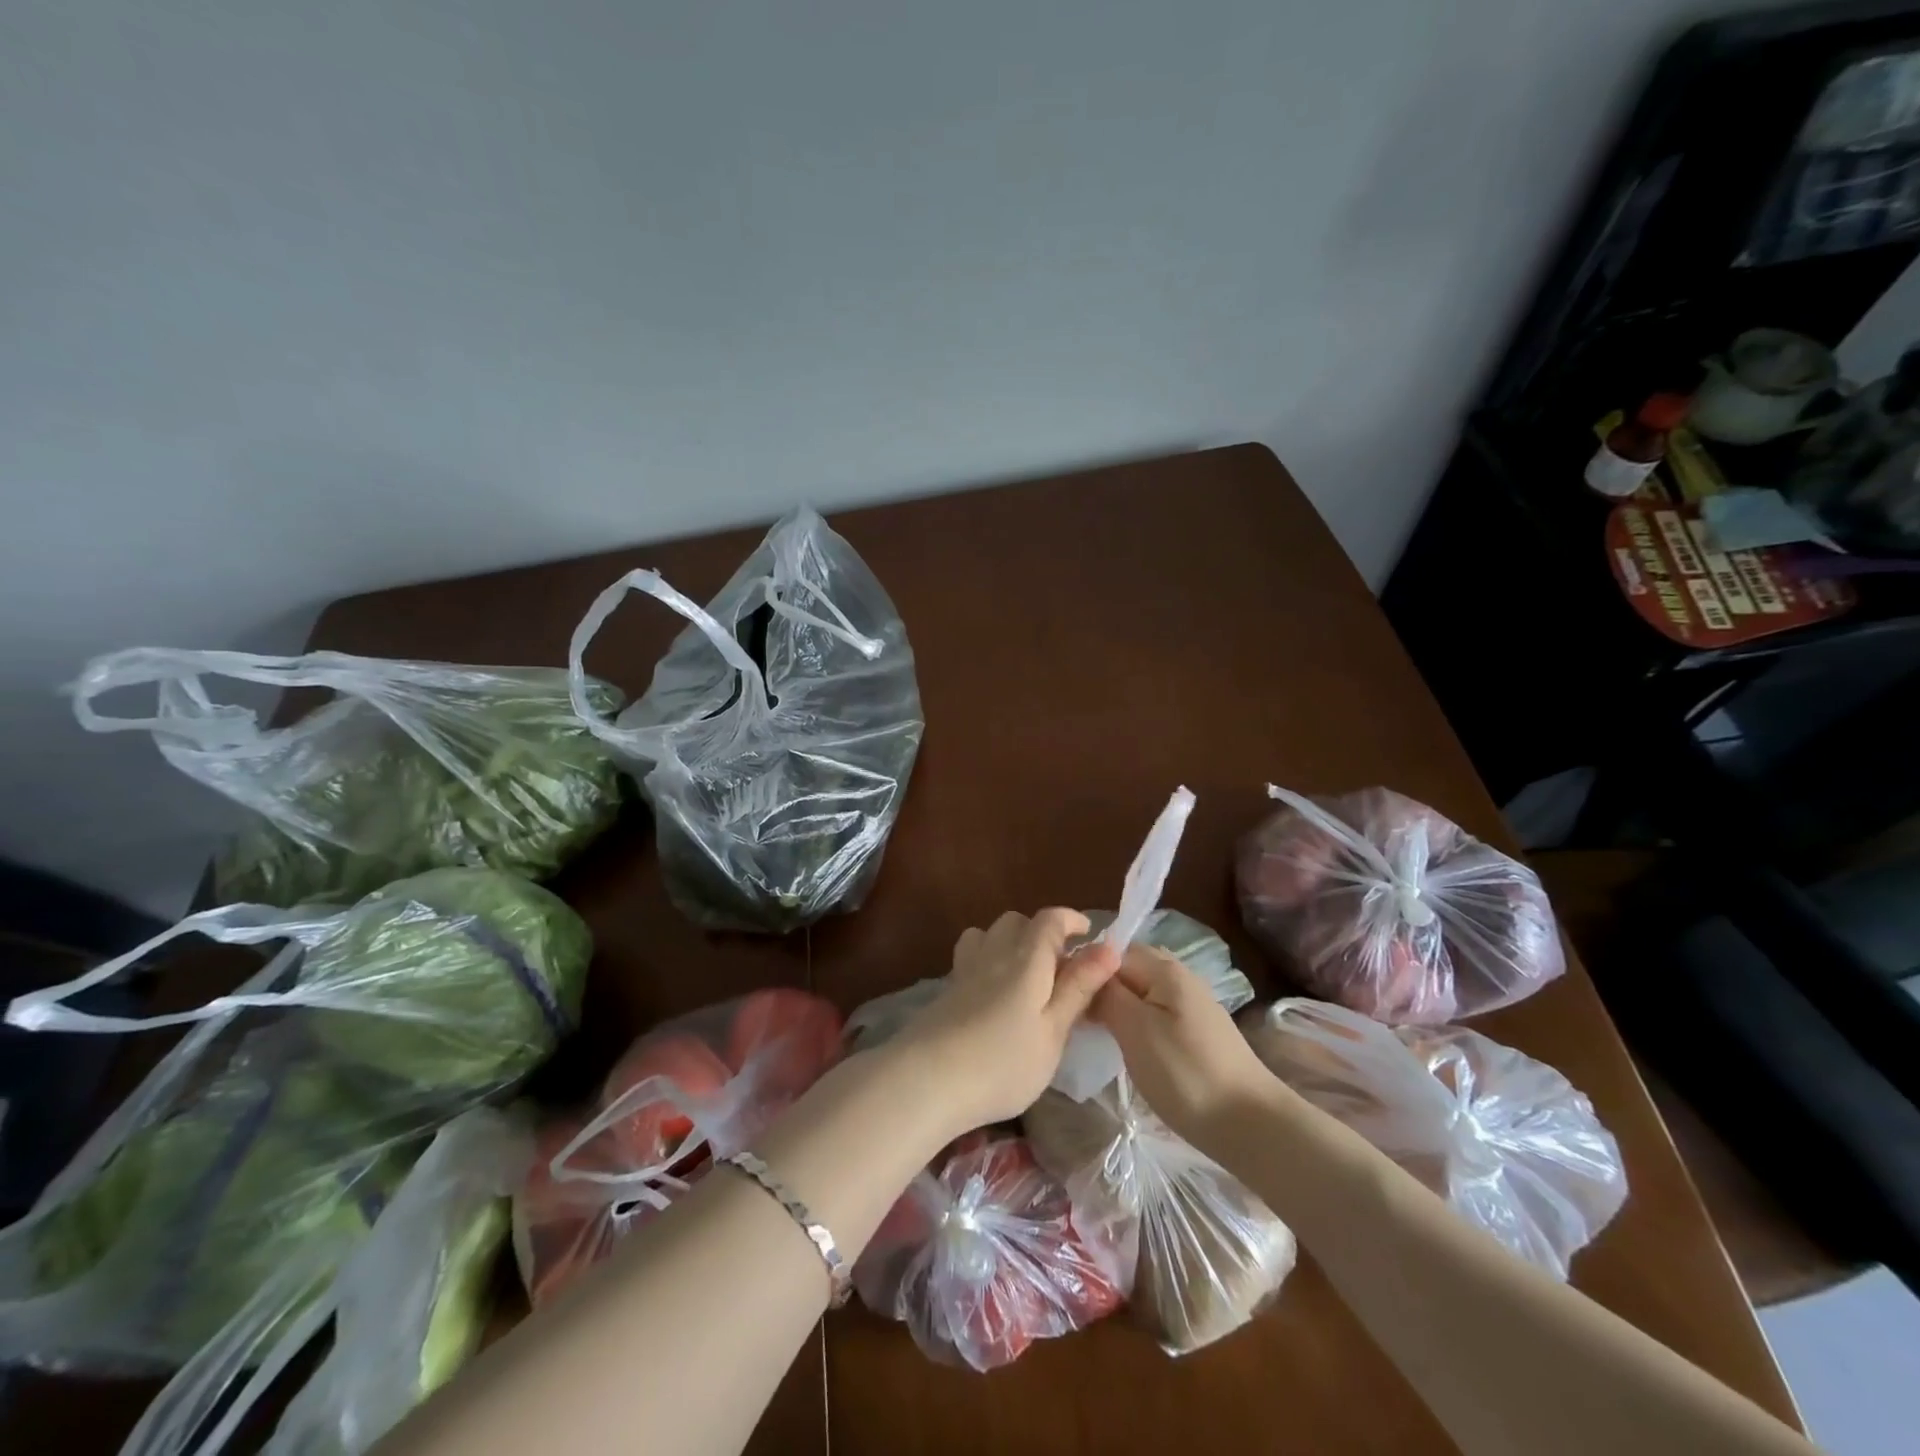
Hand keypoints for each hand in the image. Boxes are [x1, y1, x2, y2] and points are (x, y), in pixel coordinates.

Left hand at [896, 909, 1119, 1136]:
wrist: (926, 1080)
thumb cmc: (1002, 1063)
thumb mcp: (1053, 1032)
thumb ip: (1078, 988)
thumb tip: (1109, 948)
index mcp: (1027, 959)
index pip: (1050, 919)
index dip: (1071, 920)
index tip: (1088, 936)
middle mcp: (994, 952)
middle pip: (1017, 921)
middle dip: (1041, 933)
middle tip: (1060, 968)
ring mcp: (965, 969)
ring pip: (989, 934)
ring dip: (1010, 943)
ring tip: (1025, 977)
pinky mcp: (946, 989)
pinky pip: (971, 956)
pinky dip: (988, 960)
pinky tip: (993, 995)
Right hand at [1091, 943, 1286, 1153]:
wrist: (1251, 1125)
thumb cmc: (1186, 1074)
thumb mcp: (1136, 1030)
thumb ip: (1107, 994)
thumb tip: (1087, 975)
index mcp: (1164, 969)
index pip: (1110, 951)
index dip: (1084, 969)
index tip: (1062, 997)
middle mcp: (1179, 977)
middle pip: (1127, 967)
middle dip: (1100, 985)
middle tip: (1074, 1013)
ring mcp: (1190, 1004)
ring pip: (1140, 991)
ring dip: (1116, 1004)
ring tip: (1092, 1029)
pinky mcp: (1195, 1031)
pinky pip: (1153, 1011)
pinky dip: (1134, 1021)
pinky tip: (1123, 1043)